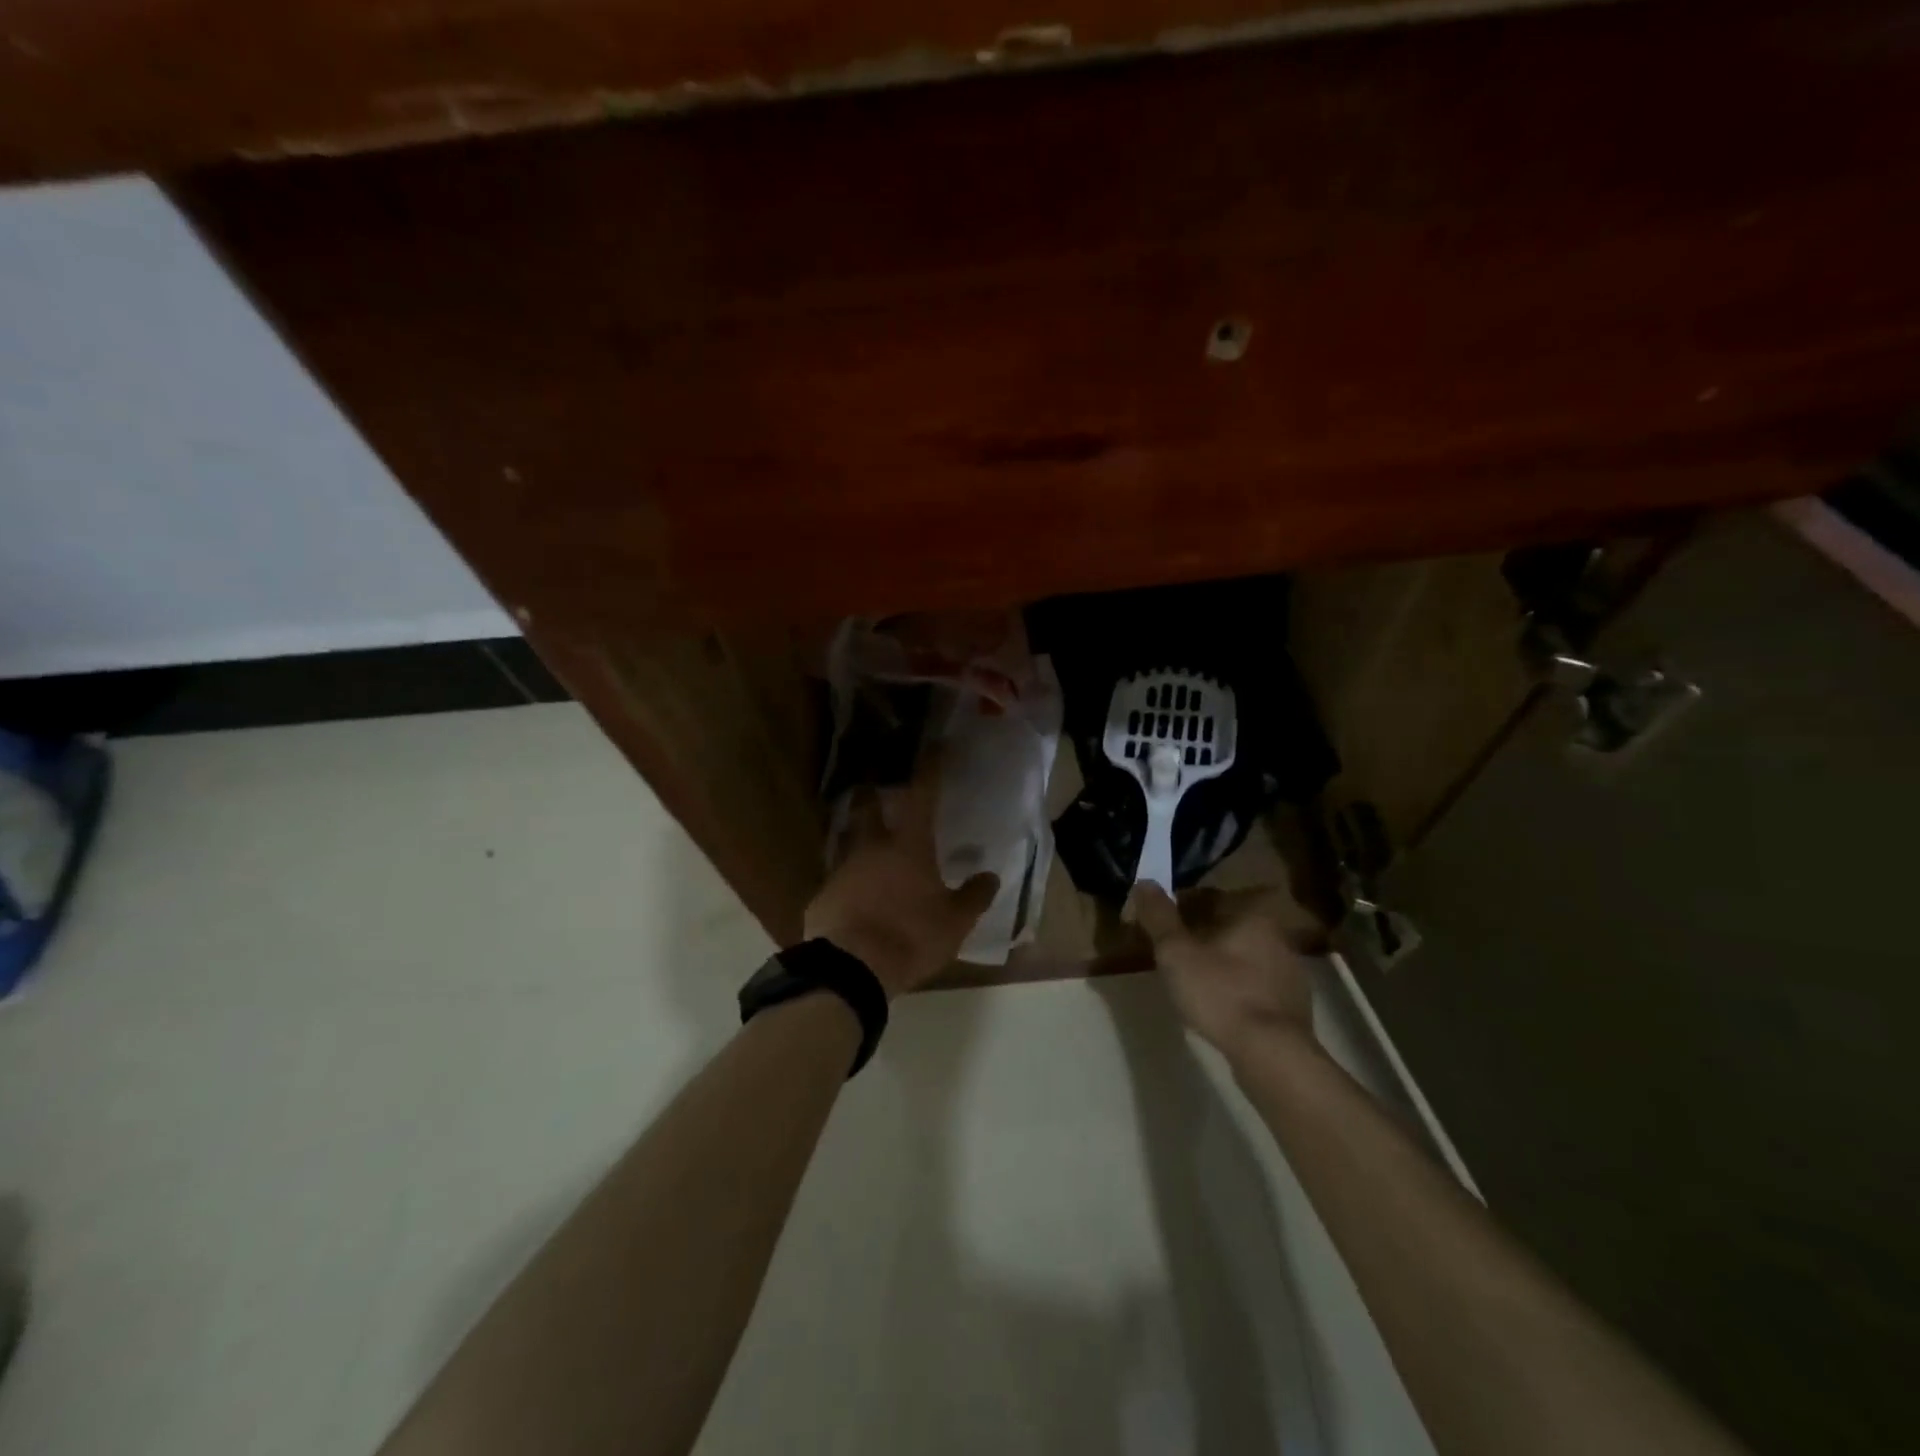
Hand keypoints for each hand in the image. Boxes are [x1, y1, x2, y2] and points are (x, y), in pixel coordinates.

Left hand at [804, 749, 999, 998]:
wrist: (851, 968)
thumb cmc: (910, 937)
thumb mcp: (954, 923)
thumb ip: (973, 897)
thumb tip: (991, 876)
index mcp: (908, 847)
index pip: (922, 797)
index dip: (929, 770)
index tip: (934, 747)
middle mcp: (871, 848)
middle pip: (867, 808)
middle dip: (872, 795)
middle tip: (875, 790)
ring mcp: (842, 870)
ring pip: (847, 840)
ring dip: (855, 834)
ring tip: (863, 840)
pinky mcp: (822, 896)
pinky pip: (836, 878)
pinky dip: (847, 879)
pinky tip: (851, 893)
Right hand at [1129, 884, 1315, 1065]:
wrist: (1272, 1054)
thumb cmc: (1220, 993)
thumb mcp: (1176, 952)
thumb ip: (1159, 916)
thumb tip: (1144, 882)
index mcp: (1252, 914)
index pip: (1208, 897)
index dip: (1178, 907)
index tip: (1159, 926)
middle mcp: (1277, 935)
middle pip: (1227, 925)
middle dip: (1199, 934)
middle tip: (1172, 952)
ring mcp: (1290, 972)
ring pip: (1243, 955)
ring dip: (1219, 961)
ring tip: (1191, 980)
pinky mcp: (1293, 1005)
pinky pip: (1255, 984)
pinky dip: (1235, 987)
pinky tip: (1219, 1005)